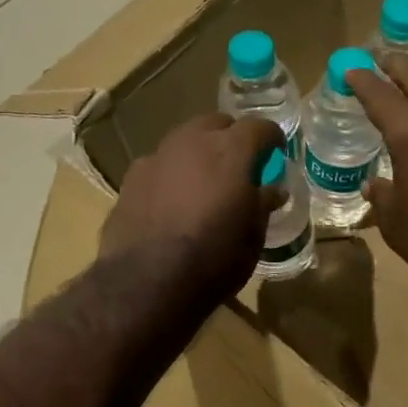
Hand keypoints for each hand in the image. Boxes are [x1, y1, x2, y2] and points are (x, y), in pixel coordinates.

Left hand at [102, 114, 284, 302]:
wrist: (147, 282)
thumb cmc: (214, 260)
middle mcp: (192, 143)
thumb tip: (272, 190)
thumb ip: (262, 205)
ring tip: (203, 184)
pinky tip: (171, 202)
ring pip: (184, 141)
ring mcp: (156, 157)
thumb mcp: (253, 237)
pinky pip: (159, 166)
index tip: (276, 153)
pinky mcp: (130, 179)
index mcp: (230, 152)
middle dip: (231, 138)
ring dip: (198, 154)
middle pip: (216, 124)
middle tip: (239, 166)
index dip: (271, 138)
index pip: (259, 127)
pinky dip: (171, 175)